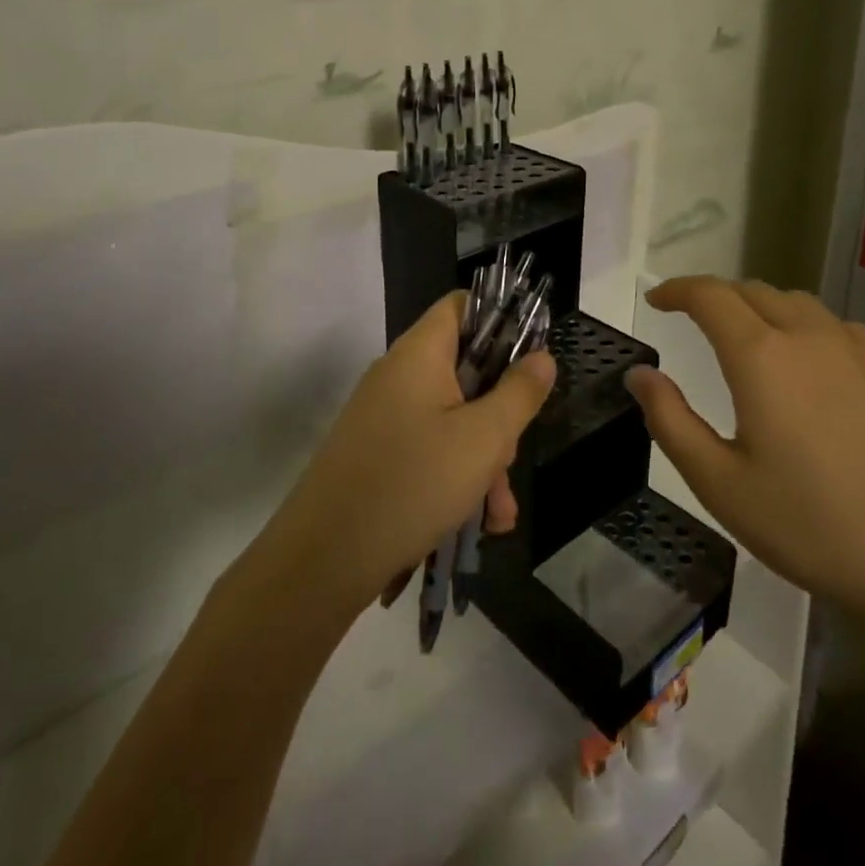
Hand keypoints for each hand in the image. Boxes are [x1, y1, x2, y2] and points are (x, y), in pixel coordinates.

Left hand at [259, 291, 555, 617]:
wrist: (322, 559)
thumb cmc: (412, 483)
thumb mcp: (483, 439)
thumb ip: (519, 393)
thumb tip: (542, 356)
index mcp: (420, 353)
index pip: (462, 306)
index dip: (500, 320)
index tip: (530, 359)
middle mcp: (399, 375)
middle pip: (465, 371)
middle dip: (498, 416)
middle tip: (509, 459)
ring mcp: (384, 416)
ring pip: (451, 419)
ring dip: (482, 461)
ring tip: (497, 515)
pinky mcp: (376, 454)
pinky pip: (428, 450)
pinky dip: (454, 478)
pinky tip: (475, 525)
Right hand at [624, 276, 864, 626]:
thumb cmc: (810, 527)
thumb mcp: (719, 484)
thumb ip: (669, 420)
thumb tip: (639, 373)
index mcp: (761, 357)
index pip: (709, 295)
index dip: (677, 289)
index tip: (657, 300)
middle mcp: (809, 336)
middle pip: (753, 291)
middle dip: (717, 297)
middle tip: (695, 322)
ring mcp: (859, 351)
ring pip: (798, 304)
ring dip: (762, 308)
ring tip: (751, 338)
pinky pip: (839, 328)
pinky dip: (808, 328)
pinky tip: (812, 364)